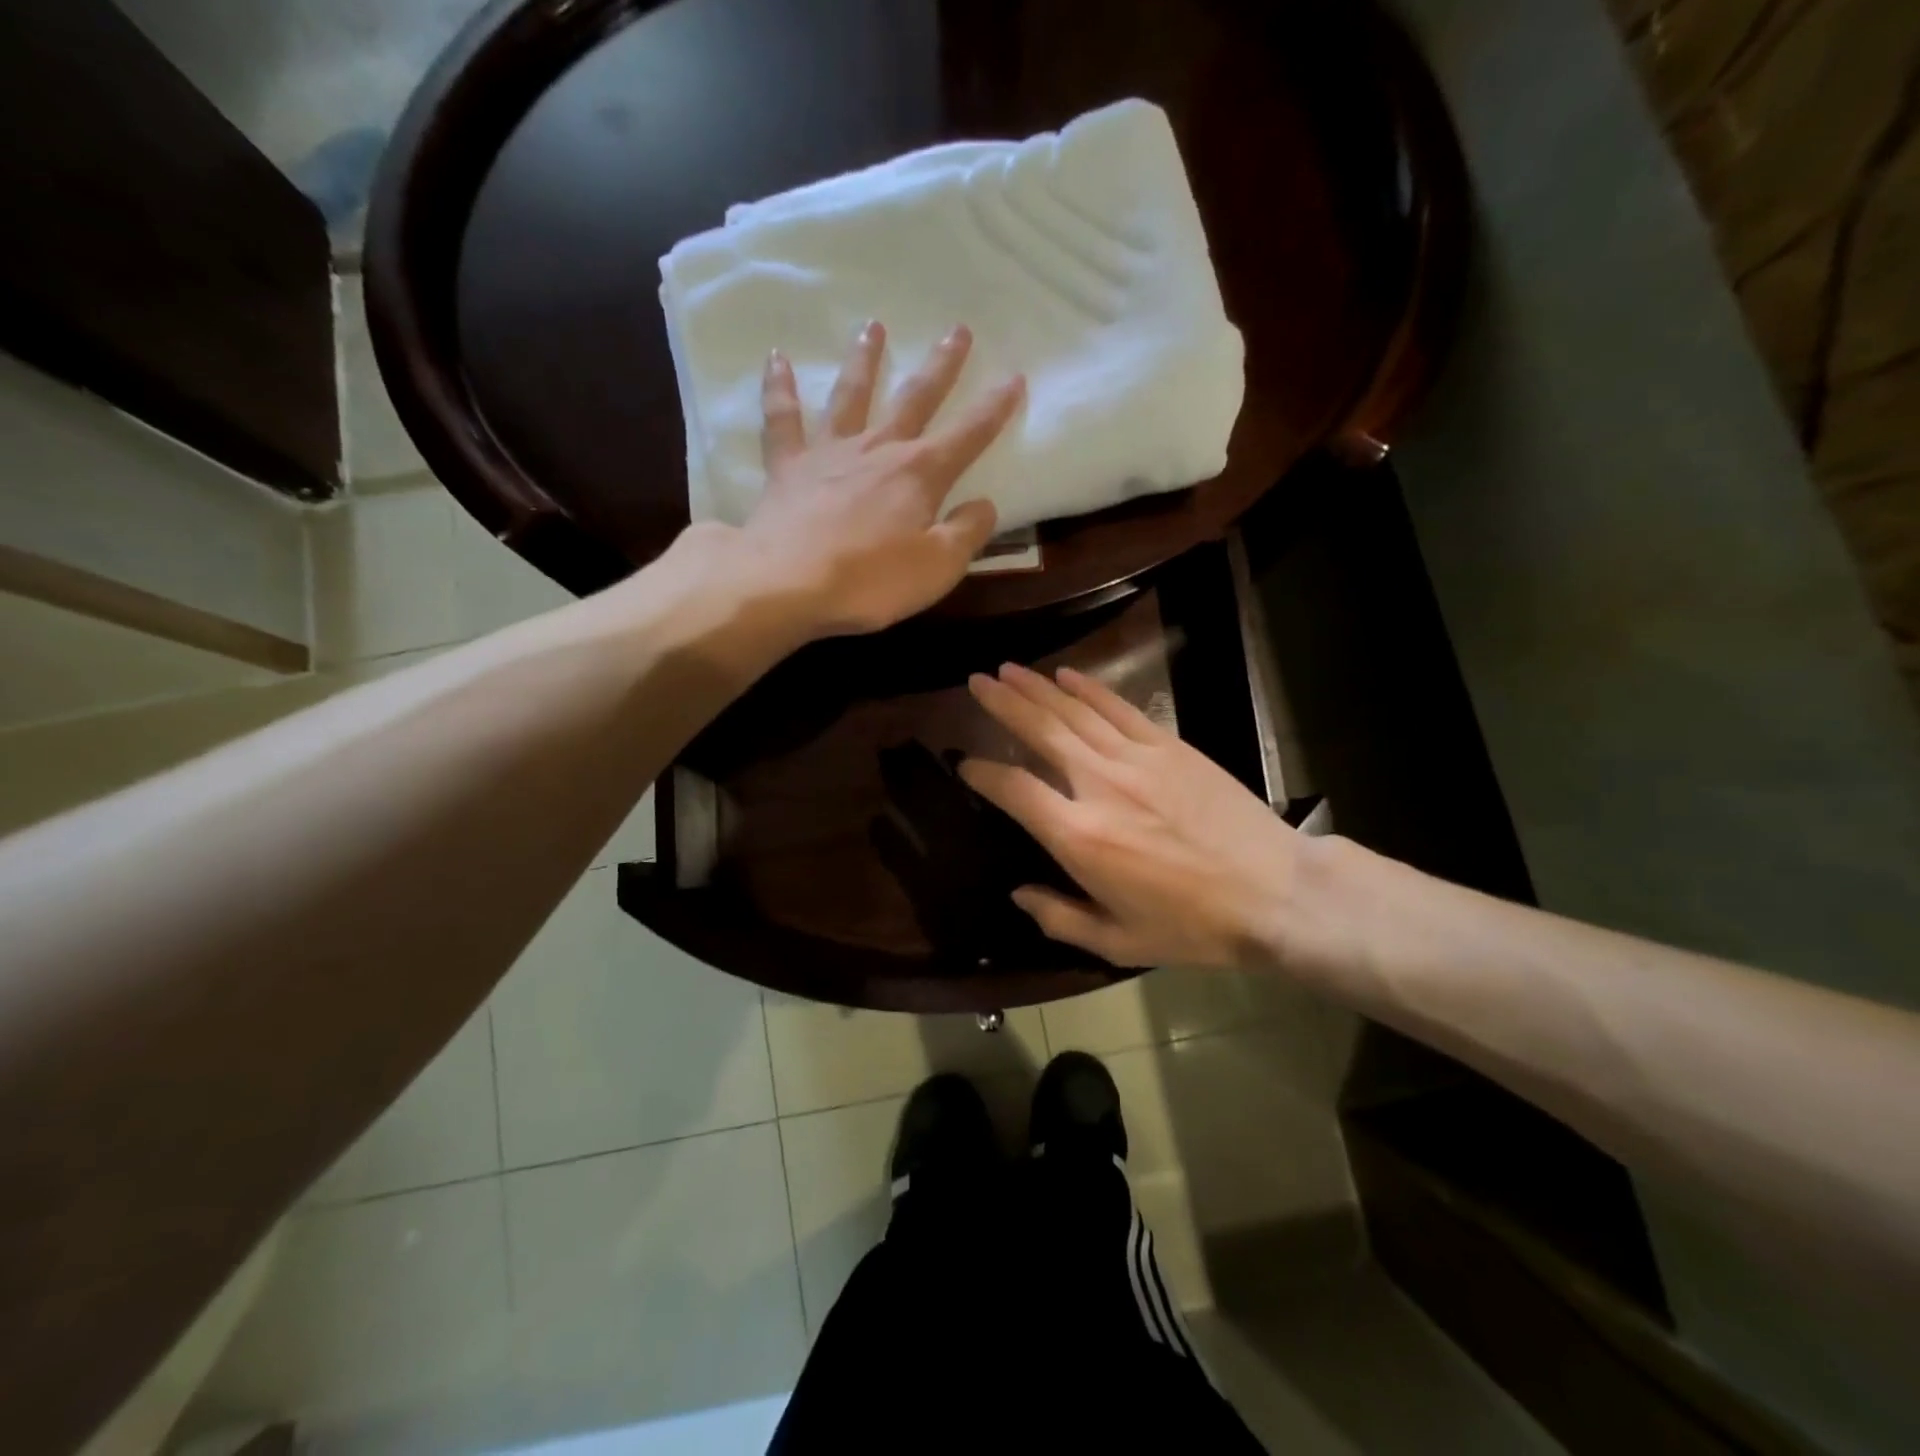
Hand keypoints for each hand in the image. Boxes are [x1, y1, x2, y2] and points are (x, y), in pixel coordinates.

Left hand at [734, 321, 1023, 637]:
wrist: (789, 584)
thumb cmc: (872, 581)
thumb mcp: (938, 567)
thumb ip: (967, 533)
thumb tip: (985, 505)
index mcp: (920, 474)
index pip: (968, 435)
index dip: (994, 408)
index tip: (1014, 377)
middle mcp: (878, 449)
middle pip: (915, 399)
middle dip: (941, 366)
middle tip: (958, 330)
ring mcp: (829, 453)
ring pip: (851, 395)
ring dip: (865, 360)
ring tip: (874, 326)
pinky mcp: (788, 467)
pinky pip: (782, 418)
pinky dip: (779, 387)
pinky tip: (777, 359)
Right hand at [959, 663, 1309, 968]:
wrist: (1275, 893)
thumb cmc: (1194, 926)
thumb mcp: (1119, 942)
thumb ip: (1059, 918)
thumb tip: (1019, 894)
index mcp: (1079, 836)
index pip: (1014, 789)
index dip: (982, 773)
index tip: (964, 765)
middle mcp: (1099, 785)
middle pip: (1040, 731)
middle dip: (1003, 703)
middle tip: (976, 682)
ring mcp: (1137, 759)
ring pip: (1074, 712)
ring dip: (1037, 687)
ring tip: (1008, 669)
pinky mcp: (1170, 746)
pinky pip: (1119, 709)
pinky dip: (1090, 689)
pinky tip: (1068, 675)